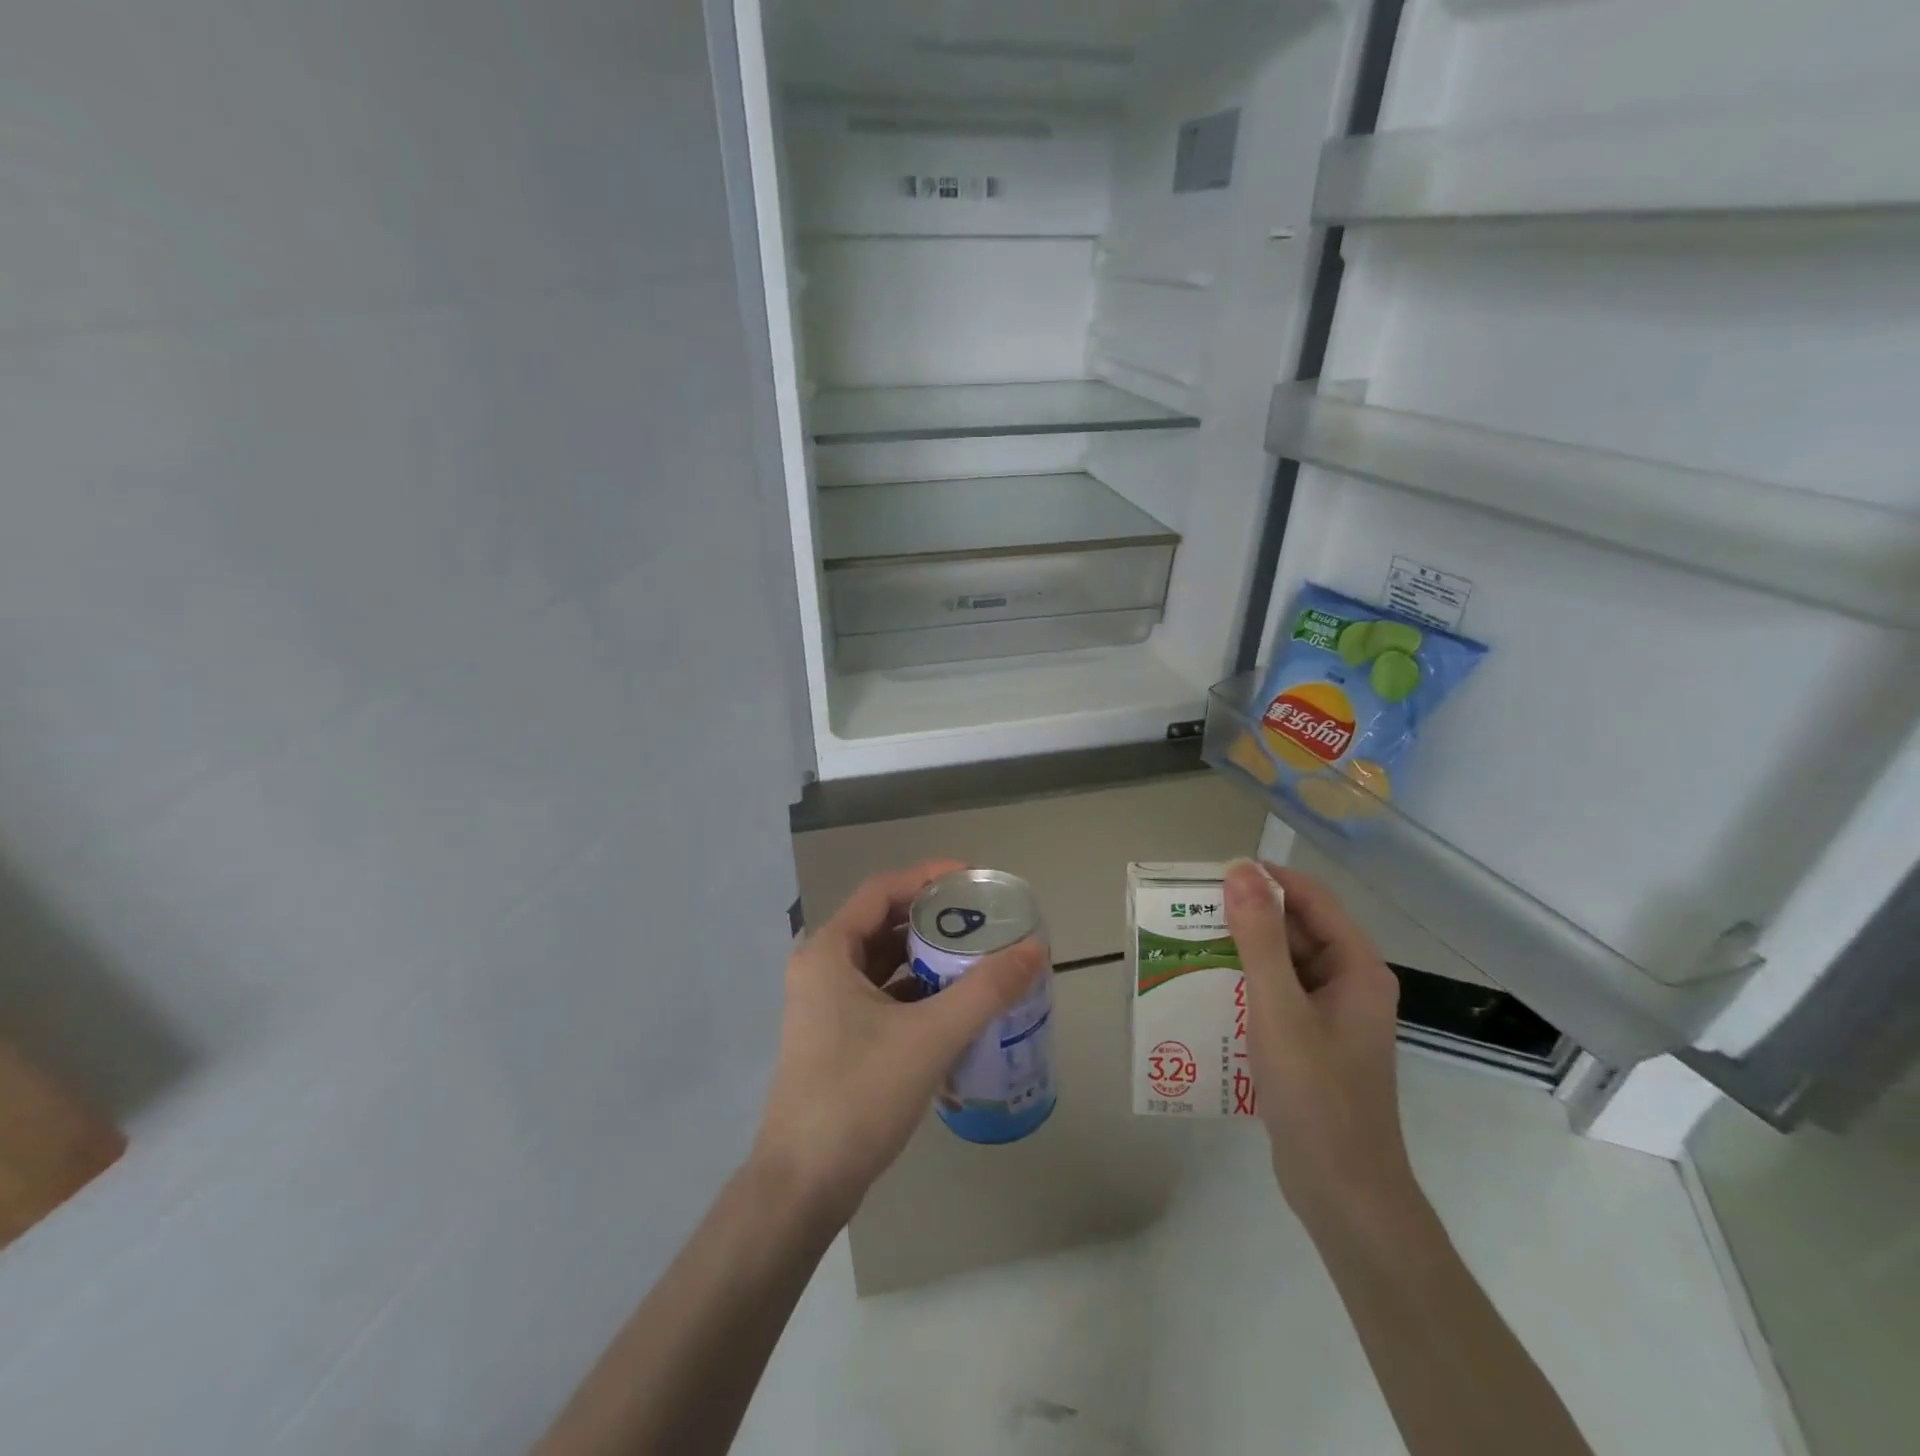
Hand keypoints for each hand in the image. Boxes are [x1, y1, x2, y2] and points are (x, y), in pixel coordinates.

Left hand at [750, 861, 1047, 1225]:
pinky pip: (880, 994)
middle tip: (983, 920)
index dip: (928, 877)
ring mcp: (825, 1004)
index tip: (974, 879)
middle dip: (933, 919)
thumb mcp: (931, 1036)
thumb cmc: (860, 1094)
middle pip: (883, 923)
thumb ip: (986, 989)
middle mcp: (821, 967)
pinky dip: (915, 990)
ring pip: (882, 962)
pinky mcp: (835, 1035)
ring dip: (926, 957)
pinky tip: (952, 1004)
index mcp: (829, 950)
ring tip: (976, 957)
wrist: (804, 1185)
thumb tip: (1035, 947)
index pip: (883, 890)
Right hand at [1223, 859, 1413, 1231]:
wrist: (1344, 1192)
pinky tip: (1207, 991)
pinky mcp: (1312, 1041)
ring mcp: (1331, 1014)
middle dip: (1246, 916)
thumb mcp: (1279, 1009)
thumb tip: (1240, 870)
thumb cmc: (1316, 1094)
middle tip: (1190, 913)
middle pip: (1296, 928)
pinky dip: (1245, 985)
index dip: (1264, 879)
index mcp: (1357, 967)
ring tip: (1189, 945)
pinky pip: (1277, 995)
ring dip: (1241, 951)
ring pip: (1283, 963)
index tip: (1210, 878)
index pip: (1311, 898)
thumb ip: (1259, 938)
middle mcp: (1349, 982)